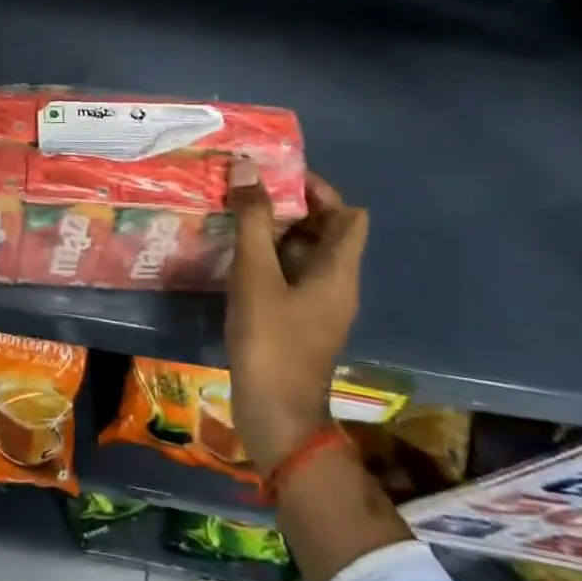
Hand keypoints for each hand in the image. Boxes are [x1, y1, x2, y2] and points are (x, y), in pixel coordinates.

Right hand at [224, 162, 369, 469]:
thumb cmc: (270, 340)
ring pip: (303, 254)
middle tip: (246, 189)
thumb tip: (247, 168)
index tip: (278, 175)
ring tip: (234, 213)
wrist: (275, 412)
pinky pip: (288, 275)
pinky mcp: (298, 319)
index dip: (319, 190)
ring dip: (275, 232)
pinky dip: (267, 258)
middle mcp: (337, 283)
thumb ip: (253, 222)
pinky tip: (233, 254)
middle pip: (324, 231)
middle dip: (289, 206)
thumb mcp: (256, 275)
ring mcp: (318, 304)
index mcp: (339, 270)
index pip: (348, 214)